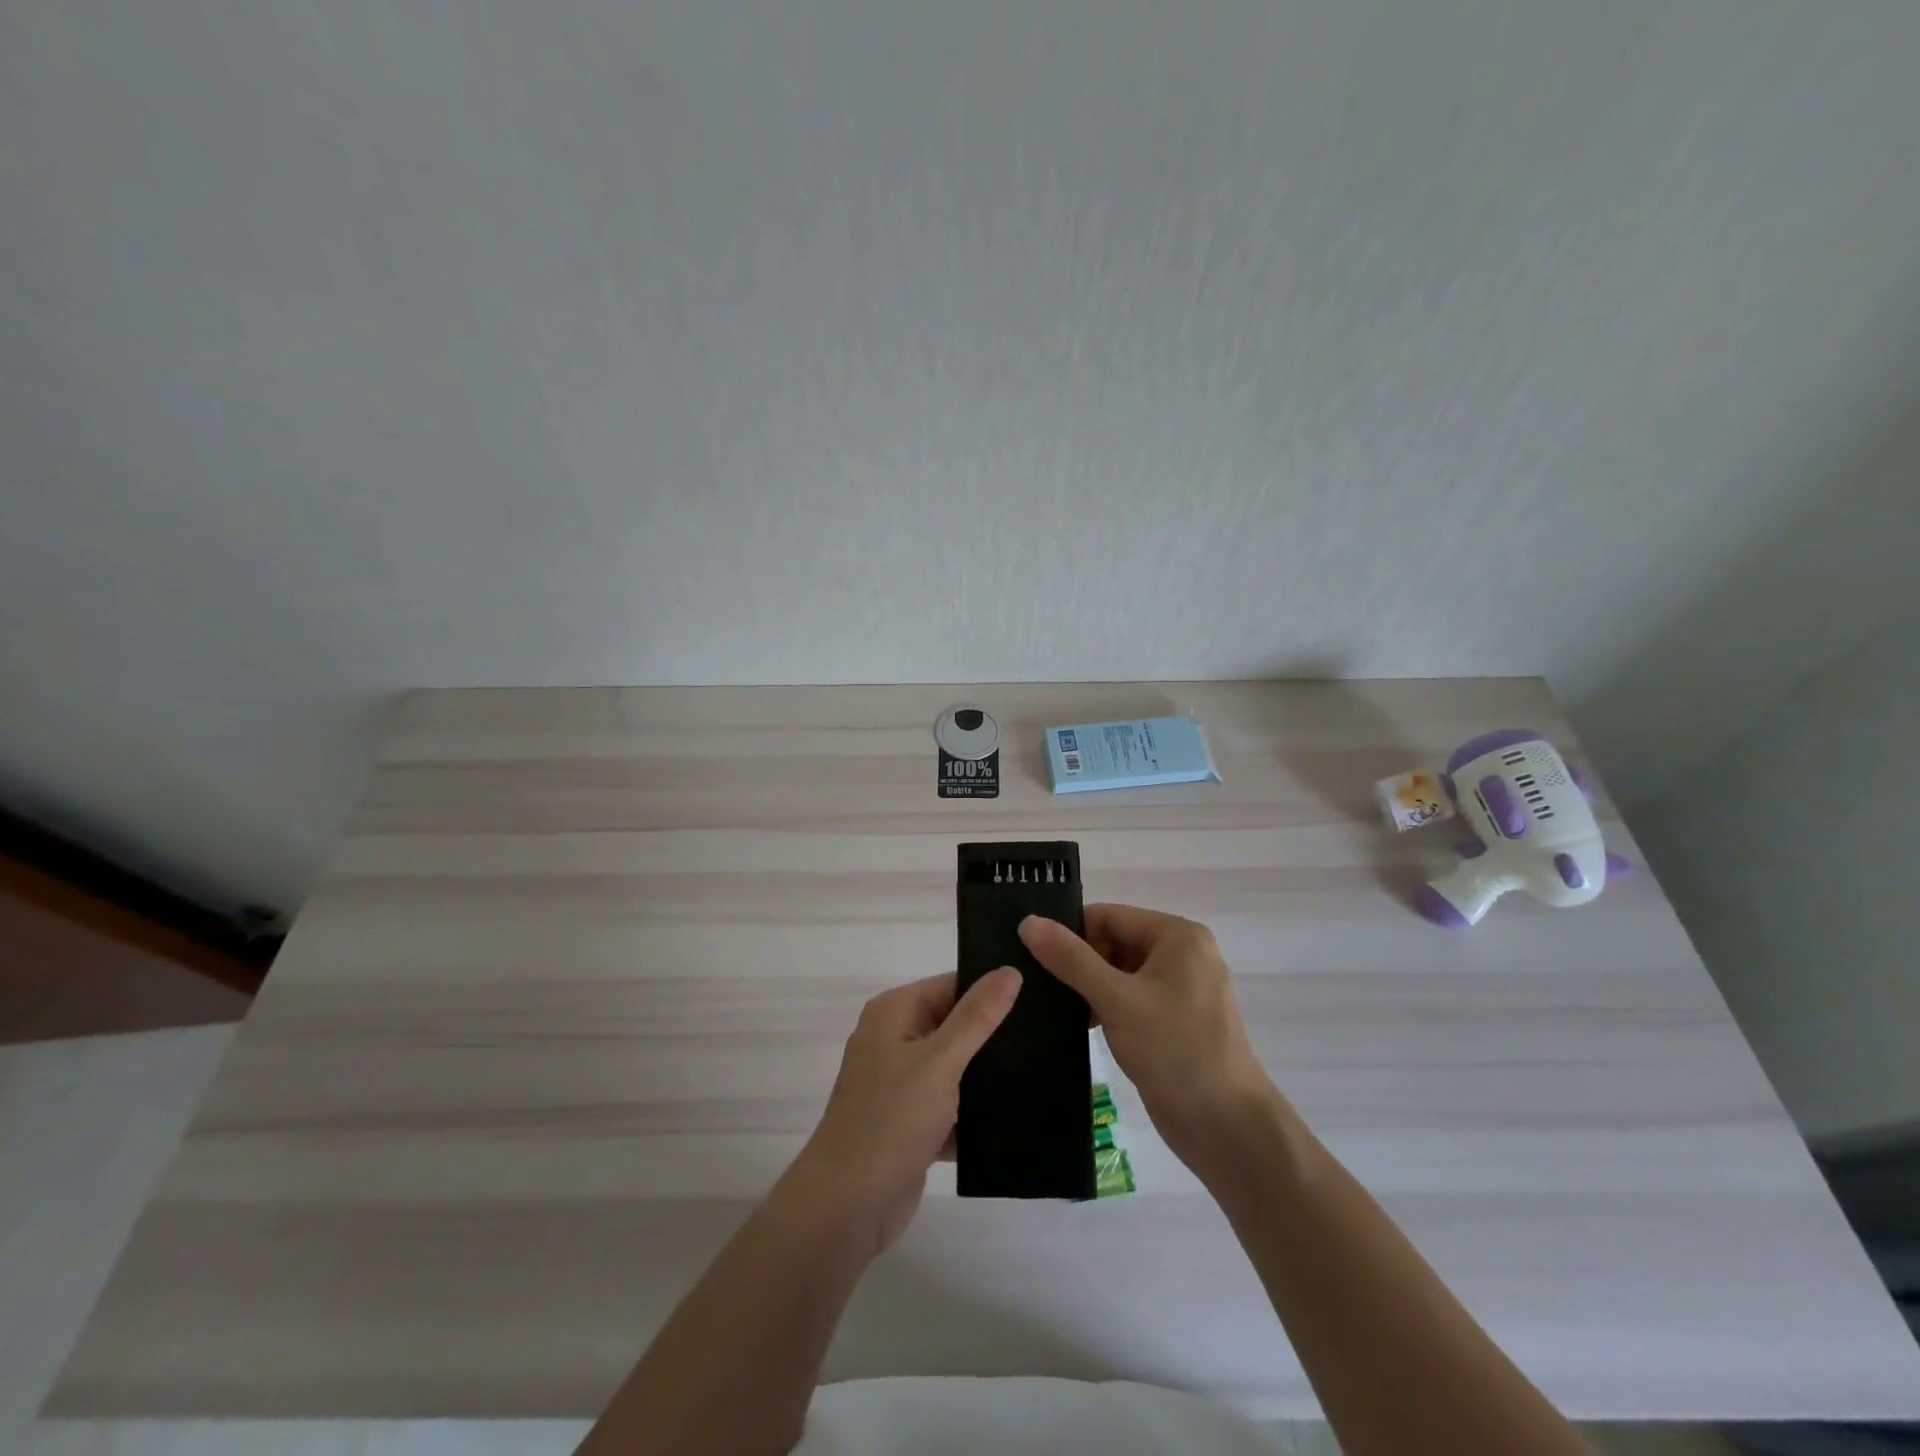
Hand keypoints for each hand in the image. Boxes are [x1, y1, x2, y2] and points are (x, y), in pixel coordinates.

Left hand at [784, 968, 1022, 1256]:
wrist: (847, 1208)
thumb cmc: (891, 1120)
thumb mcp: (939, 1061)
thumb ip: (977, 1017)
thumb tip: (1010, 970)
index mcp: (894, 1013)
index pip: (951, 985)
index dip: (991, 989)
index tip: (1039, 996)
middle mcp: (894, 1040)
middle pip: (955, 1024)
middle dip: (993, 1034)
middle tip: (1048, 1034)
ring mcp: (901, 1083)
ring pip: (956, 1067)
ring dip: (986, 1074)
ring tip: (1042, 1069)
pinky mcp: (911, 1122)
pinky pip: (951, 1105)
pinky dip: (974, 1111)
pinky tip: (1018, 1114)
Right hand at [1020, 905, 1277, 1180]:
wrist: (1228, 1129)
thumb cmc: (1177, 1051)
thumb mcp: (1118, 1000)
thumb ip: (1071, 959)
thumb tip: (1029, 922)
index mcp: (1178, 936)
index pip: (1109, 916)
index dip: (1070, 931)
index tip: (1029, 952)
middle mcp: (1181, 954)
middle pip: (1114, 941)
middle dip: (1077, 961)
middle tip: (1034, 982)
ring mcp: (1178, 989)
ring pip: (1118, 972)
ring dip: (1086, 987)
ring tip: (1045, 1003)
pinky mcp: (1171, 1021)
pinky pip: (1128, 999)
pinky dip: (1103, 1007)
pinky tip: (1074, 1024)